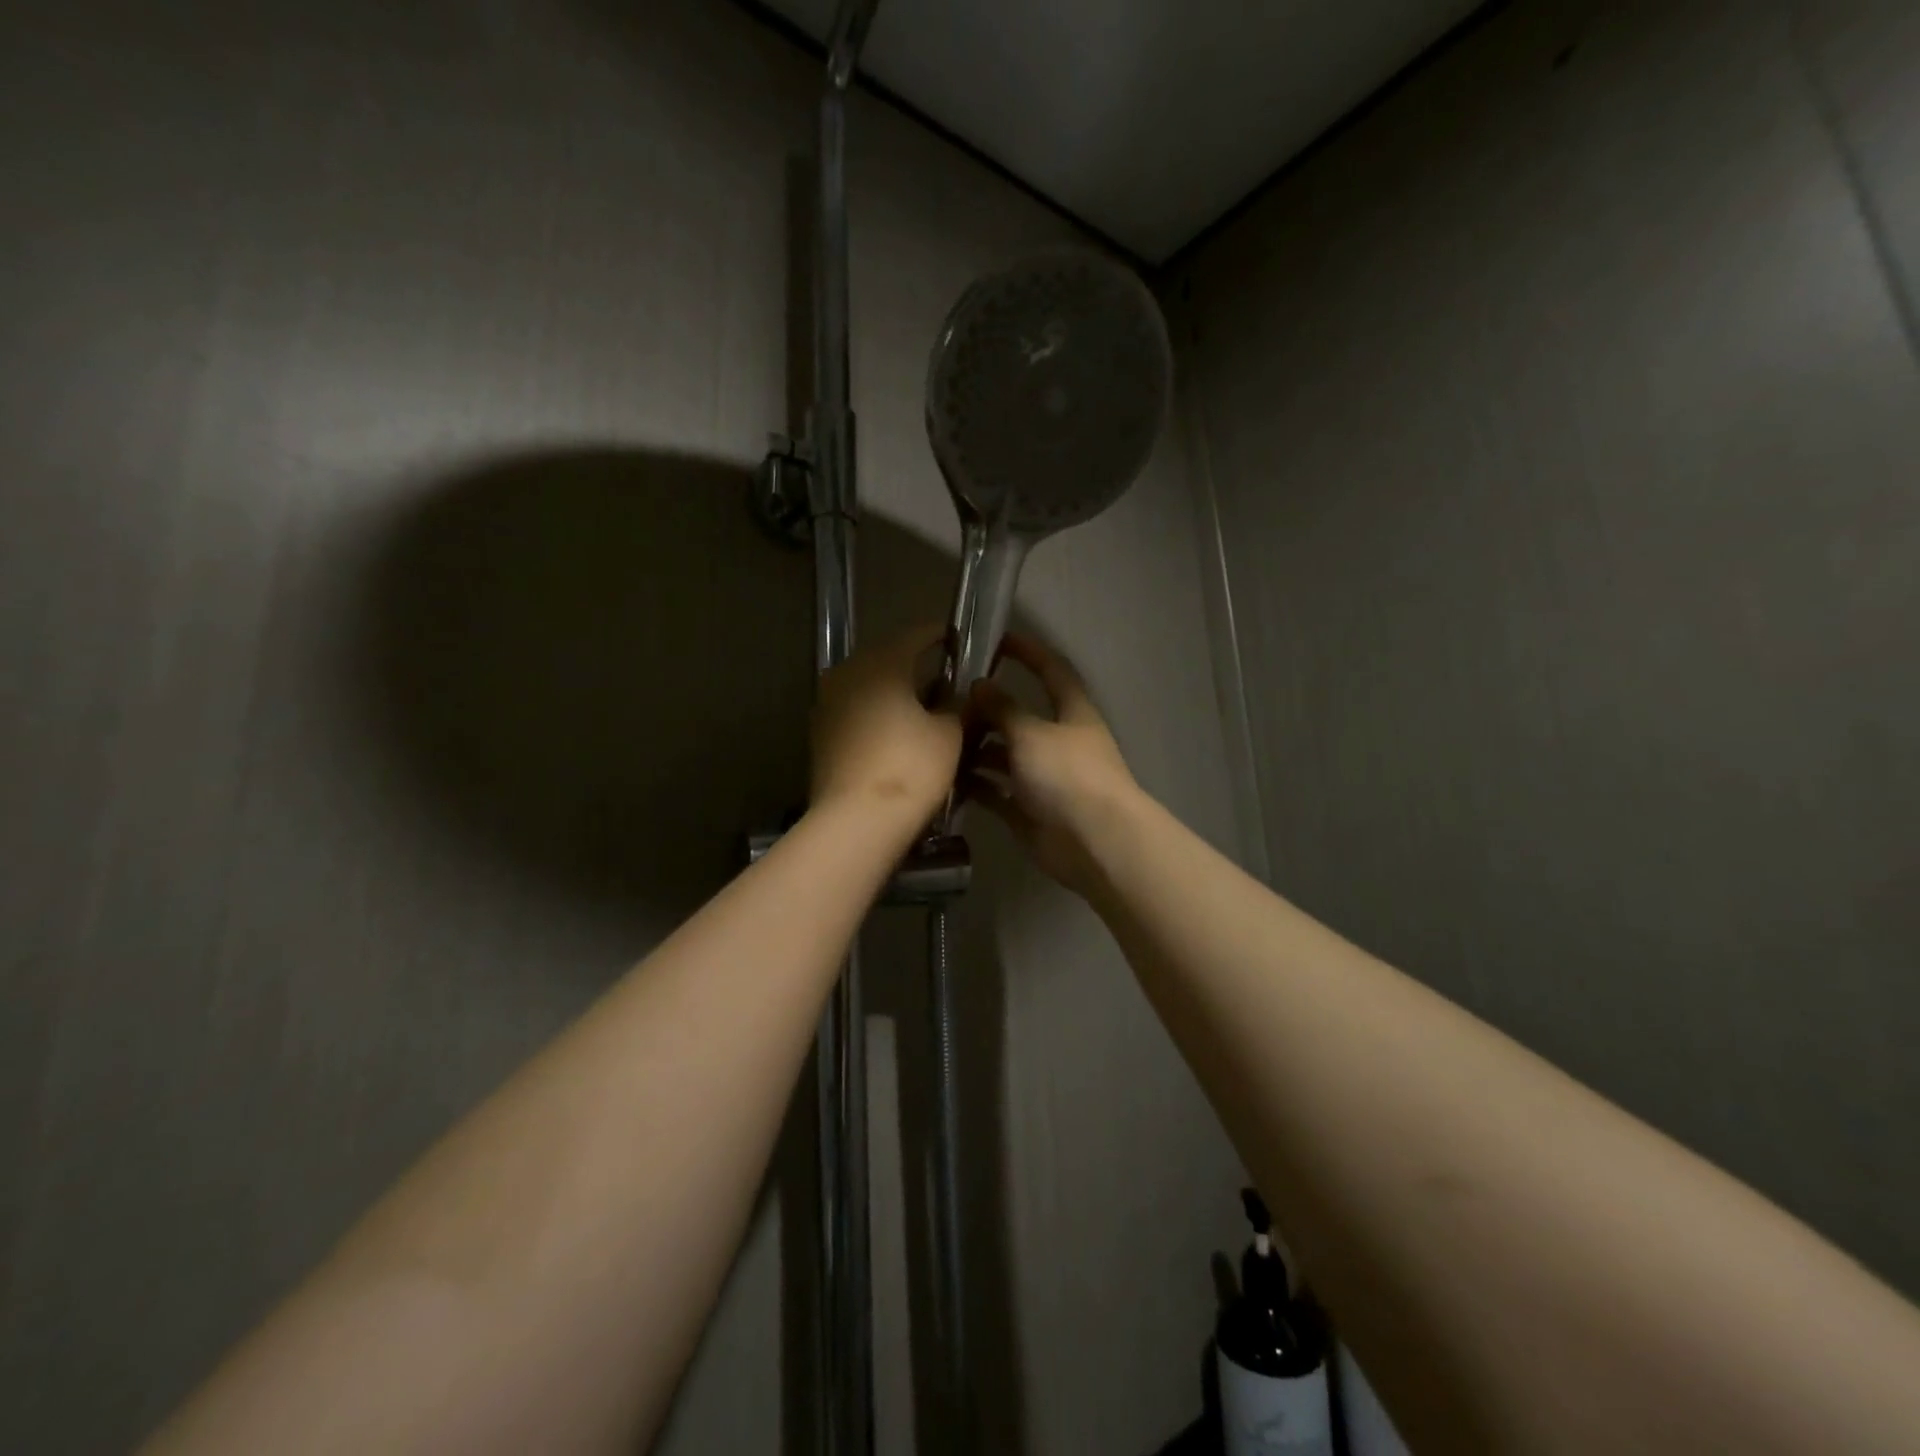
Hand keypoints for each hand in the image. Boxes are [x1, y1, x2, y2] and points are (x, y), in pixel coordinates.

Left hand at [811, 625, 962, 829]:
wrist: (856, 820)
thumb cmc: (910, 768)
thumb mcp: (949, 734)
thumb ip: (955, 705)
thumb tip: (952, 696)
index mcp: (881, 663)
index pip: (915, 635)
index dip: (939, 635)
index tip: (957, 639)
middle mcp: (847, 672)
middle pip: (887, 659)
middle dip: (914, 666)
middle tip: (943, 679)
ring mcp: (827, 703)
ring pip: (867, 685)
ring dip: (893, 692)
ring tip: (921, 709)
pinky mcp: (820, 733)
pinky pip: (854, 710)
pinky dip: (876, 714)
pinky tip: (895, 733)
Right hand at [963, 634, 1142, 896]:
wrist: (1093, 842)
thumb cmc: (1068, 775)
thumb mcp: (1031, 732)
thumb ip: (1003, 708)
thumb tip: (980, 685)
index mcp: (1072, 712)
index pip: (1051, 671)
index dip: (1029, 652)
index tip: (999, 638)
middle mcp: (1058, 741)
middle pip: (1020, 717)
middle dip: (989, 709)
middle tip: (948, 701)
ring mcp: (1043, 777)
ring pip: (1004, 755)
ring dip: (977, 749)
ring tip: (939, 741)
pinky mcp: (1028, 809)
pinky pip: (996, 791)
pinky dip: (975, 784)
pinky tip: (945, 777)